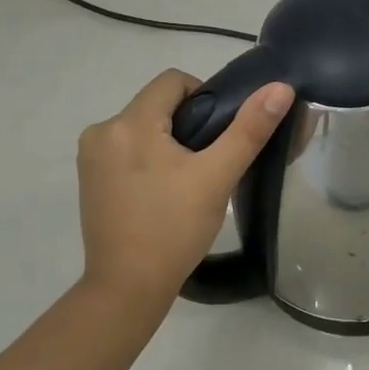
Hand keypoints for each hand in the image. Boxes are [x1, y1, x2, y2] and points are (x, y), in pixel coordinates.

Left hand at [78, 68, 293, 306]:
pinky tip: (162, 194)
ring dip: (167, 143)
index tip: (219, 135)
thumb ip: (249, 130)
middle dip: (186, 125)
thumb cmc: (174, 229)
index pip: (173, 81)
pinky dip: (147, 160)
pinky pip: (126, 150)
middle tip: (208, 165)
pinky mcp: (88, 179)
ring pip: (142, 128)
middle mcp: (101, 131)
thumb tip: (280, 88)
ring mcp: (90, 157)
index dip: (205, 97)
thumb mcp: (217, 177)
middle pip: (156, 105)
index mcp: (130, 123)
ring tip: (187, 182)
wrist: (128, 288)